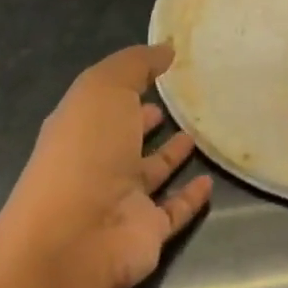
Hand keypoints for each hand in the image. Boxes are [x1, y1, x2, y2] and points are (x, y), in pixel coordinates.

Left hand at [4, 43, 213, 287]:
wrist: (77, 238)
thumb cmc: (85, 152)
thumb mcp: (104, 88)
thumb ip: (135, 64)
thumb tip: (166, 49)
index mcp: (80, 127)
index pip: (106, 101)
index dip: (130, 84)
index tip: (163, 68)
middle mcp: (98, 163)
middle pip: (126, 137)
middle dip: (146, 119)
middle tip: (181, 102)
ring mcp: (122, 200)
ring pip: (151, 173)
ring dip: (171, 156)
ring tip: (199, 134)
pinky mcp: (147, 231)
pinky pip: (174, 209)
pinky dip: (191, 197)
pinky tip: (210, 181)